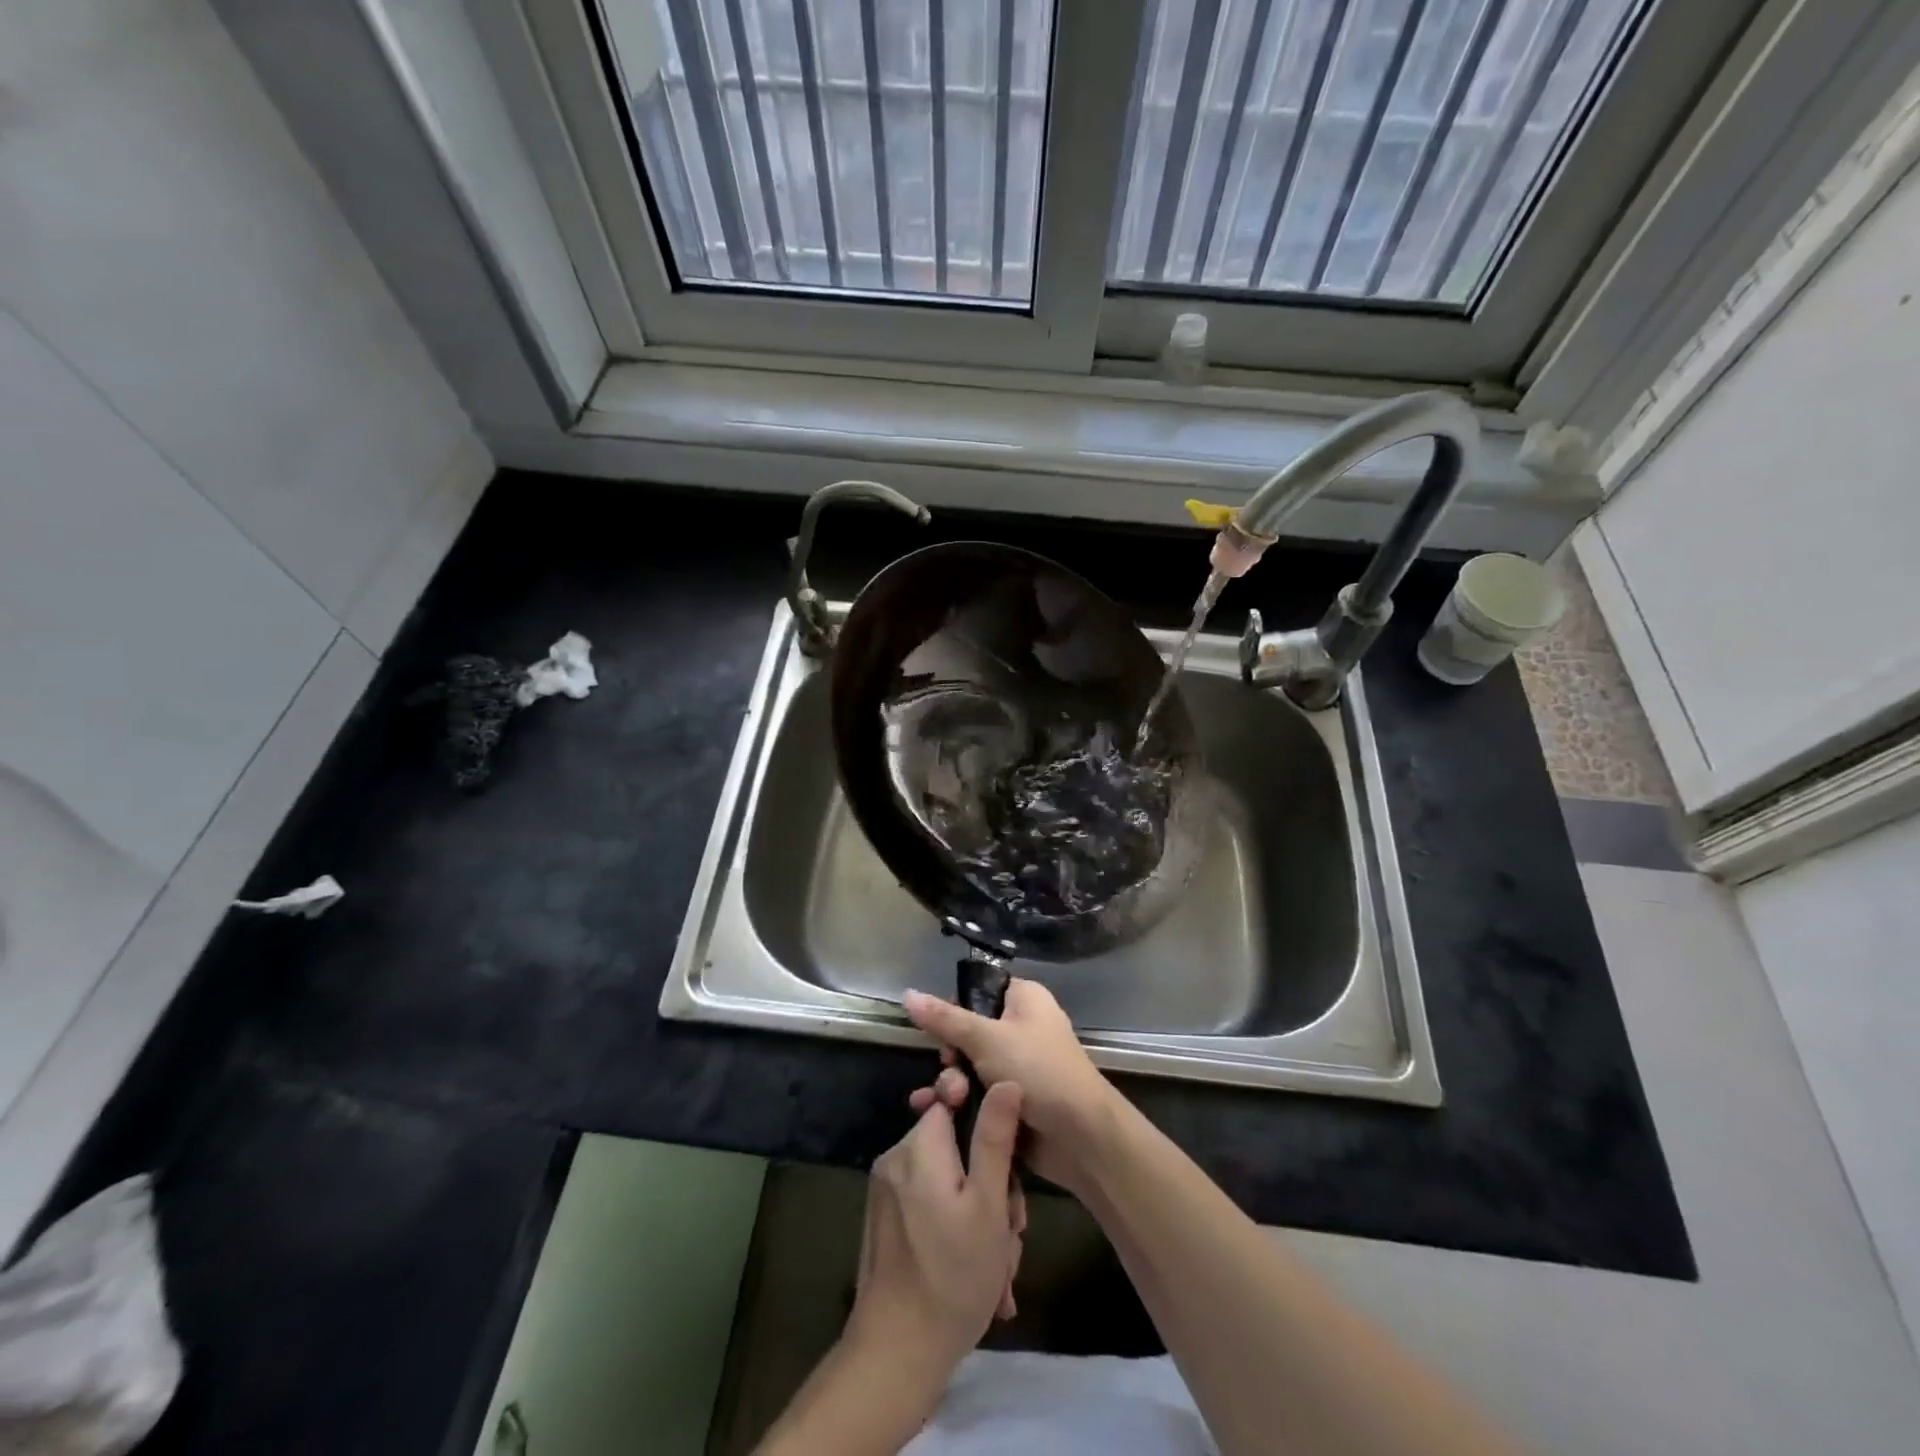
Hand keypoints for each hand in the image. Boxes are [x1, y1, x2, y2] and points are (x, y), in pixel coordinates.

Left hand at [848, 1082, 1027, 1383]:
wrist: (895, 1355)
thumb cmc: (952, 1276)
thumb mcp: (988, 1205)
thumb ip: (994, 1138)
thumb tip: (1004, 1080)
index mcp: (918, 1146)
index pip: (955, 1101)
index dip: (988, 1127)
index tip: (1007, 1167)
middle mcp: (896, 1159)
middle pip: (956, 1147)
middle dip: (990, 1185)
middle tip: (1011, 1229)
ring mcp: (887, 1192)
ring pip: (949, 1182)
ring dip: (979, 1216)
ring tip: (998, 1265)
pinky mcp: (885, 1222)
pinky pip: (930, 1206)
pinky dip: (956, 1230)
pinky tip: (979, 1276)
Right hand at [904, 979, 1120, 1192]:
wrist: (1081, 1136)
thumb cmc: (1037, 1070)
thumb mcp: (986, 1038)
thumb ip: (944, 1019)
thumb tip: (907, 993)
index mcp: (1023, 999)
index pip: (978, 991)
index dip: (954, 1009)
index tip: (939, 1030)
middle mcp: (1021, 1027)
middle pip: (967, 1032)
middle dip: (951, 1056)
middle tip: (951, 1070)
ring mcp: (1017, 1066)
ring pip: (968, 1066)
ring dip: (952, 1083)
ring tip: (949, 1101)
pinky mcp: (1011, 1101)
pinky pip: (976, 1093)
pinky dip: (959, 1102)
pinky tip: (934, 1114)